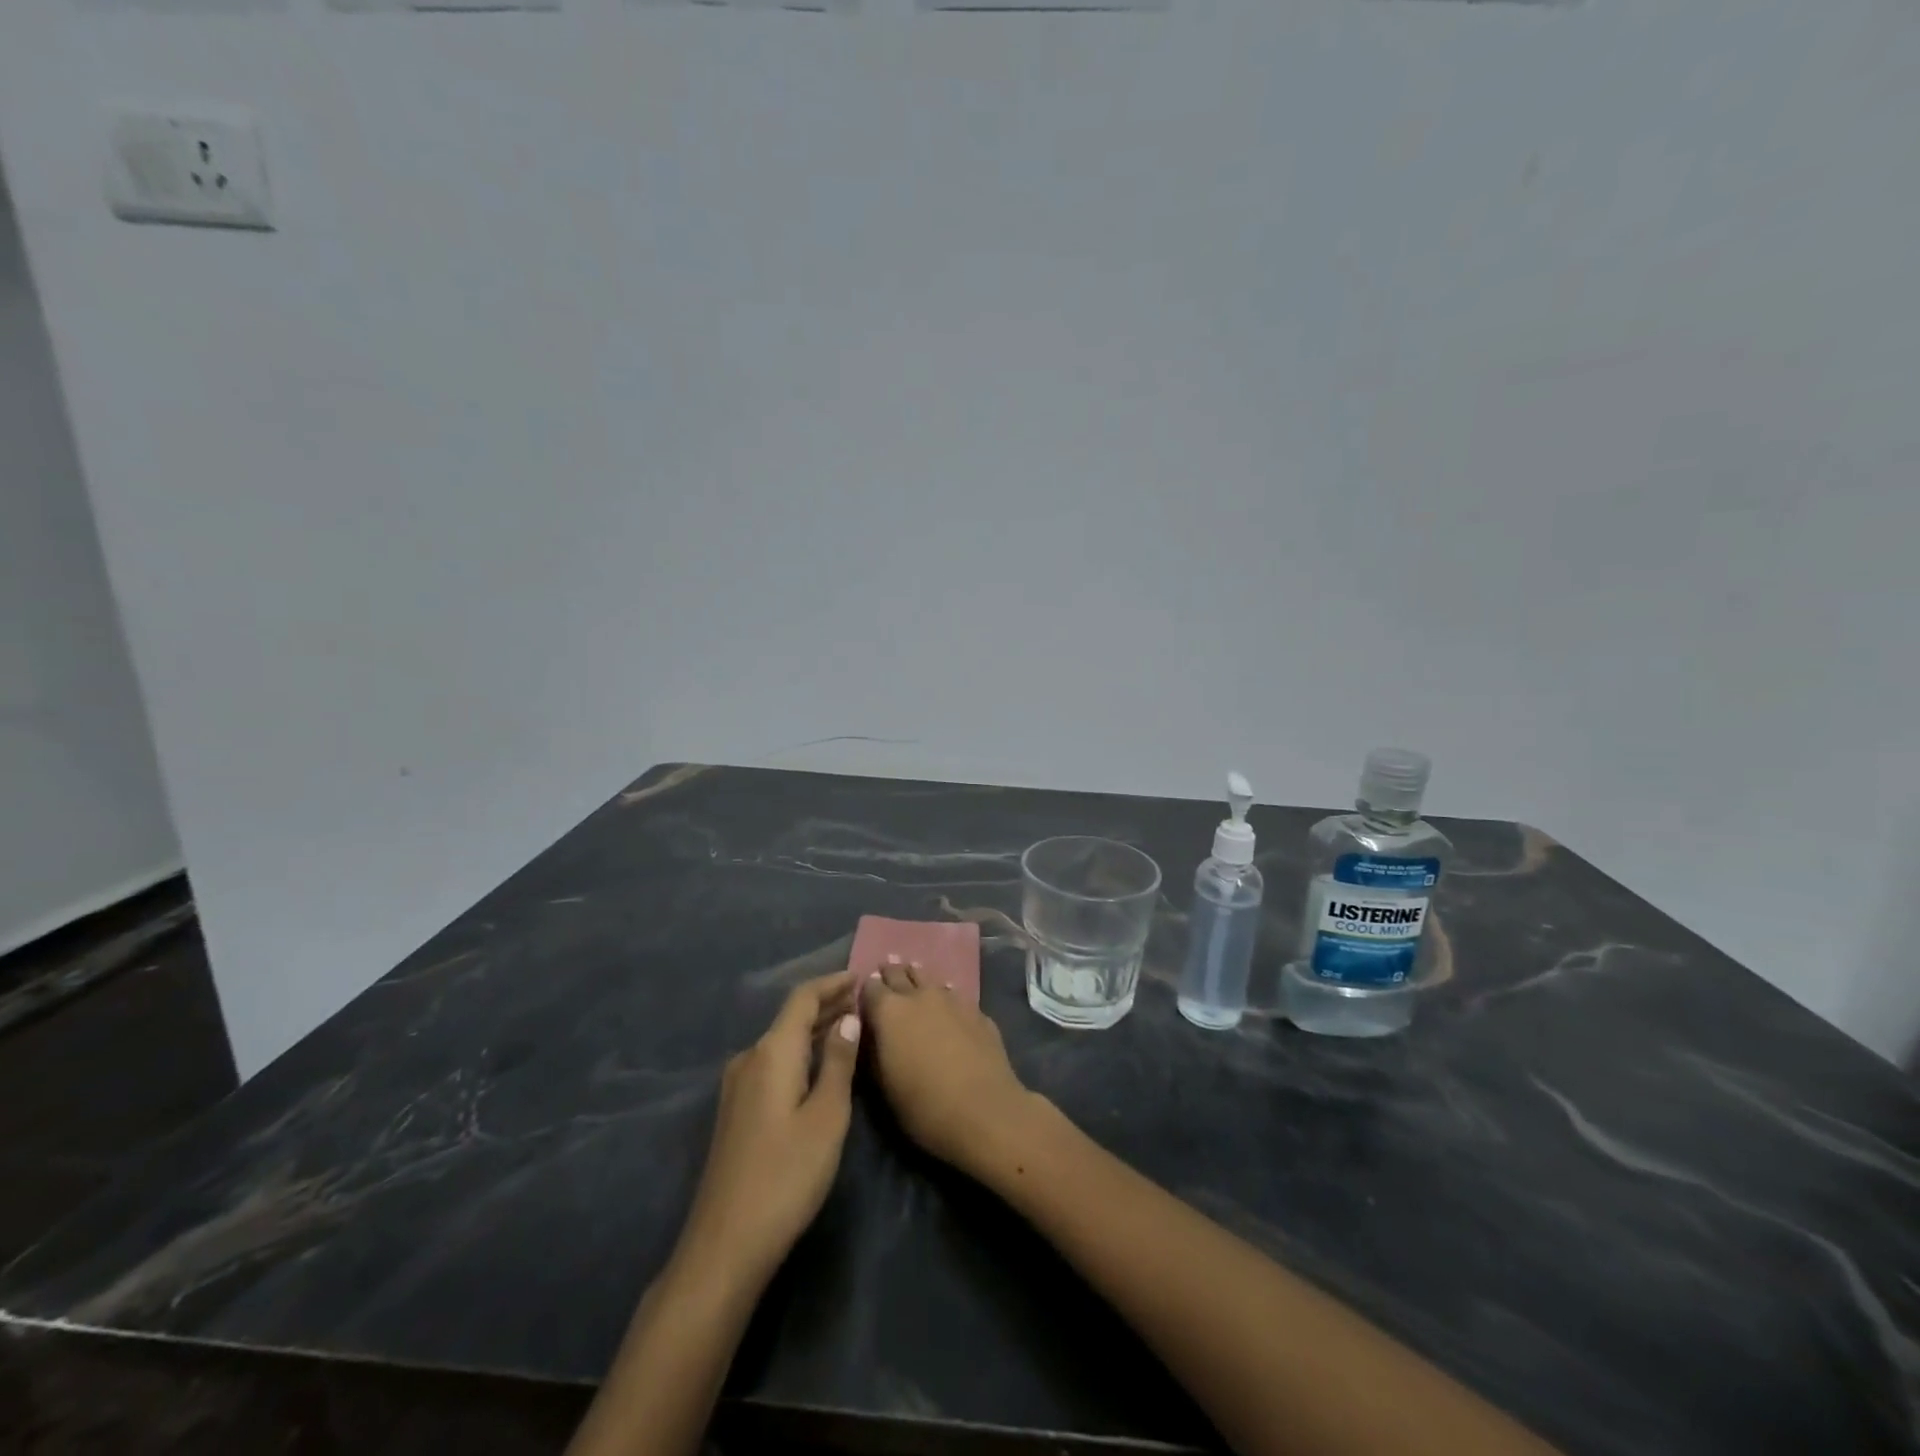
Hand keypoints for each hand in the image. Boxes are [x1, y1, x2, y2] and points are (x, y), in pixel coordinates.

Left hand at [677, 970, 861, 1288]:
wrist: (726, 1244)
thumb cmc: (786, 1175)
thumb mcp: (827, 1116)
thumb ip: (838, 1062)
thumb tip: (848, 1018)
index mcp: (772, 1052)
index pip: (803, 998)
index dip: (833, 983)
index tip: (862, 977)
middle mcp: (750, 1058)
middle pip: (791, 1018)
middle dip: (828, 1005)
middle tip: (865, 1001)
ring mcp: (738, 1086)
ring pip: (783, 1042)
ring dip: (815, 1030)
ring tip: (850, 1027)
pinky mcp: (737, 1110)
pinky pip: (774, 1064)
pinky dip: (802, 1054)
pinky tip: (821, 1066)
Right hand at [862, 960, 1037, 1174]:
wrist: (984, 1110)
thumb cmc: (923, 1106)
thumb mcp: (884, 1086)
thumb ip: (874, 1052)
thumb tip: (872, 1034)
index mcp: (889, 1012)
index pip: (870, 988)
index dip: (865, 989)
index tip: (863, 991)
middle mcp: (919, 996)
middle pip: (900, 974)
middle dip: (891, 972)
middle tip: (886, 965)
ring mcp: (952, 1000)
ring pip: (930, 979)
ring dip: (919, 977)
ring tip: (914, 972)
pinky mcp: (977, 1011)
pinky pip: (955, 995)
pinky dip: (946, 994)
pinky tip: (948, 1000)